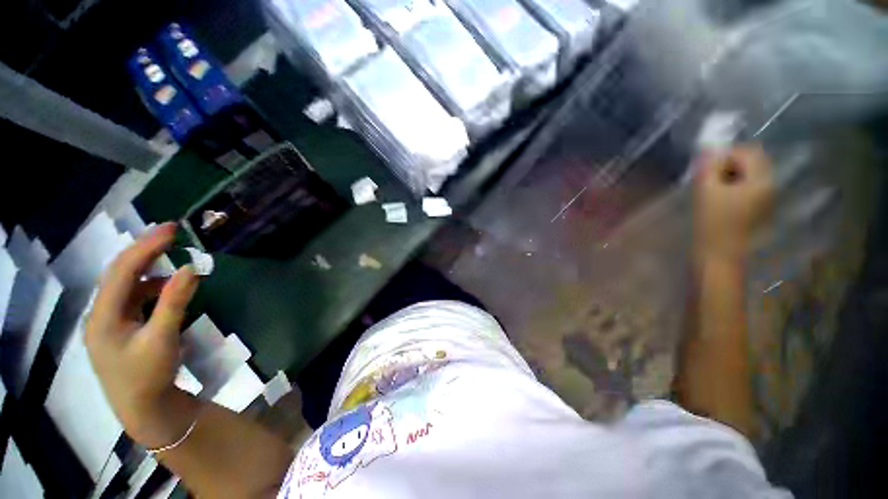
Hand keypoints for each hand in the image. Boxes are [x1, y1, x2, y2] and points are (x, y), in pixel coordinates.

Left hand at [85, 223, 199, 447]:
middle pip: (118, 272)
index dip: (146, 247)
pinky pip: (132, 297)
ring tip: (170, 256)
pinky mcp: (120, 328)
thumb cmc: (149, 376)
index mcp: (103, 316)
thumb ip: (174, 301)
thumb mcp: (163, 339)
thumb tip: (190, 268)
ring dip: (147, 267)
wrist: (143, 409)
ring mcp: (109, 321)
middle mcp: (100, 314)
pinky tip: (166, 287)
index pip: (121, 270)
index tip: (172, 229)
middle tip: (171, 233)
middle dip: (144, 250)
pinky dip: (150, 285)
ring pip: (124, 284)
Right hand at [693, 144, 773, 262]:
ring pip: (750, 175)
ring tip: (712, 188)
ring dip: (731, 175)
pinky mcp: (759, 209)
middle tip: (708, 175)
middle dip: (729, 163)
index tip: (706, 165)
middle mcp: (770, 186)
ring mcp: (767, 199)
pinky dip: (734, 186)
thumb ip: (710, 167)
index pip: (748, 152)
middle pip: (753, 162)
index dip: (726, 153)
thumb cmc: (712, 223)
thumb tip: (710, 151)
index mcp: (761, 180)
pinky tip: (720, 198)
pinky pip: (749, 188)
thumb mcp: (707, 191)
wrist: (719, 255)